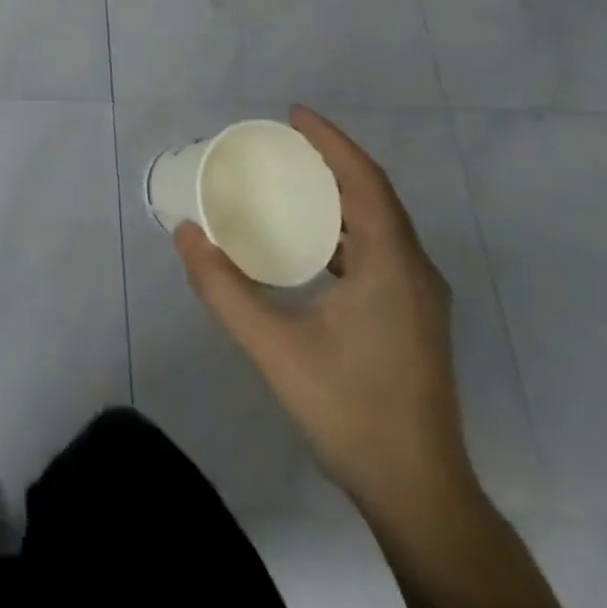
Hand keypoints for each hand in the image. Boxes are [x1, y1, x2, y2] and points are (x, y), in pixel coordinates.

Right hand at [174, 106, 473, 519]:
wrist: (418, 493)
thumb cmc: (348, 410)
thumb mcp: (273, 346)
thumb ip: (222, 287)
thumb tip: (186, 232)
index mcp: (393, 265)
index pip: (365, 181)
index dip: (330, 141)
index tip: (292, 114)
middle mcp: (415, 270)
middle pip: (374, 195)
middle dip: (329, 161)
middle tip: (279, 144)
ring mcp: (420, 296)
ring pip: (379, 224)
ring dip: (338, 194)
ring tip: (289, 181)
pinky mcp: (413, 317)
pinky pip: (379, 249)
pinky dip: (344, 228)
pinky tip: (309, 242)